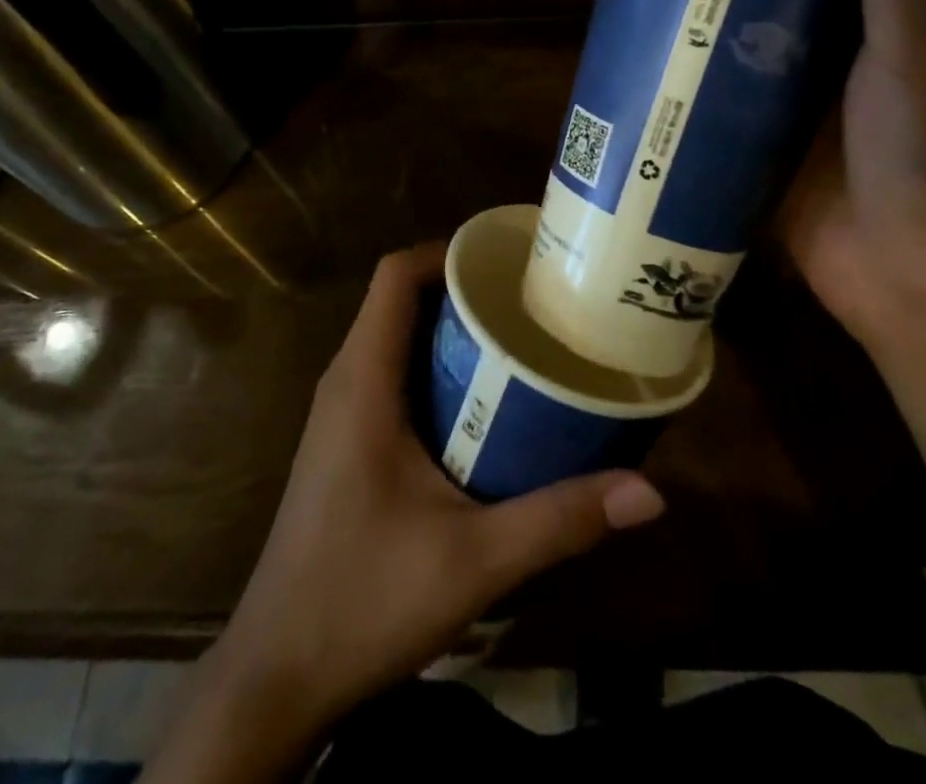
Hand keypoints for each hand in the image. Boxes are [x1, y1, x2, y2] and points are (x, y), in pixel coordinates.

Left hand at [154, 245, 664, 781]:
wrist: (276, 674)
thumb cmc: (364, 600)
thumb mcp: (474, 560)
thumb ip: (560, 520)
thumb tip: (649, 493)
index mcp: (363, 380)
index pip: (395, 276)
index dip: (447, 251)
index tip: (508, 258)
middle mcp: (346, 380)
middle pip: (400, 299)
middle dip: (464, 287)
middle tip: (533, 297)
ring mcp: (341, 412)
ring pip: (397, 337)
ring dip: (452, 328)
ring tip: (521, 337)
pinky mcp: (346, 441)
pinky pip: (392, 374)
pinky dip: (436, 366)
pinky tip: (485, 401)